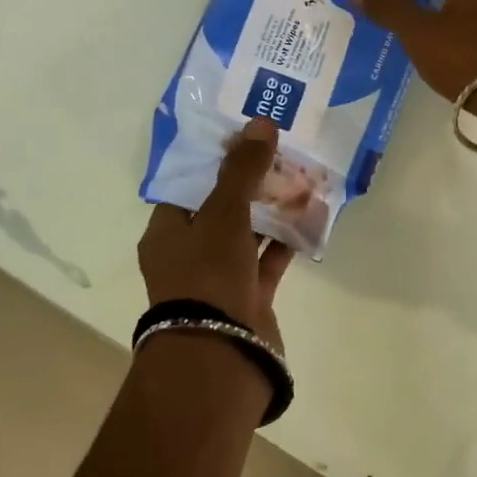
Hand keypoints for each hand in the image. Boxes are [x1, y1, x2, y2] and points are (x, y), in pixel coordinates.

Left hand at [138, 118, 296, 351]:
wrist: (220, 353)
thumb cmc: (208, 274)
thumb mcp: (222, 213)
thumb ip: (242, 170)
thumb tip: (260, 123)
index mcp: (167, 232)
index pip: (188, 186)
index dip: (215, 161)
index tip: (244, 138)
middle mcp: (189, 253)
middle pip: (220, 208)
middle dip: (250, 183)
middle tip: (279, 152)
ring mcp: (220, 278)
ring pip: (247, 235)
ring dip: (271, 210)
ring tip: (299, 176)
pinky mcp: (249, 298)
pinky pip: (269, 261)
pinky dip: (286, 241)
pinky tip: (309, 216)